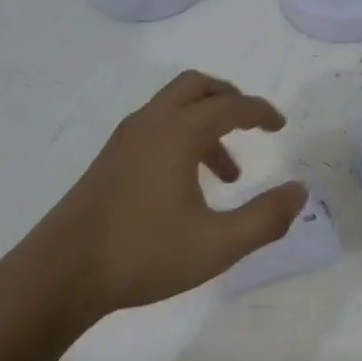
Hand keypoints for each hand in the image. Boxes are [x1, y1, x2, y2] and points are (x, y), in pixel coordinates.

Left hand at [21, 70, 306, 318]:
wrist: (61, 273)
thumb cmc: (144, 254)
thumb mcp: (217, 244)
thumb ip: (265, 218)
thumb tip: (300, 192)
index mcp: (177, 133)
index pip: (230, 106)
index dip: (261, 112)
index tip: (280, 126)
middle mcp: (150, 123)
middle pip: (195, 87)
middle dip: (229, 98)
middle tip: (252, 123)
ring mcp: (124, 140)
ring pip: (173, 108)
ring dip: (206, 124)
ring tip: (228, 175)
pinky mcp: (109, 160)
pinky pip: (155, 128)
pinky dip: (182, 138)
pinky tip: (188, 186)